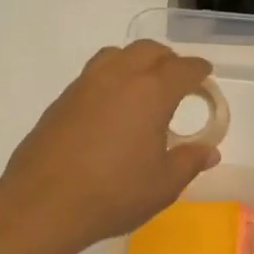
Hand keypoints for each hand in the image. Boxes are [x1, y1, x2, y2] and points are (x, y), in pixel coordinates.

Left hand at [0, 41, 220, 253]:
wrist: (43, 203)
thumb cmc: (114, 194)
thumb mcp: (163, 185)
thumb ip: (189, 162)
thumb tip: (209, 151)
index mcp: (151, 93)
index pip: (183, 69)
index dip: (199, 71)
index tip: (205, 77)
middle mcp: (118, 77)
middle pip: (149, 51)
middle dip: (169, 60)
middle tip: (178, 81)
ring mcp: (85, 85)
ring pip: (117, 55)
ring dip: (136, 62)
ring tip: (144, 88)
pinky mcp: (62, 100)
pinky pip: (94, 74)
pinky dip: (112, 79)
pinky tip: (112, 108)